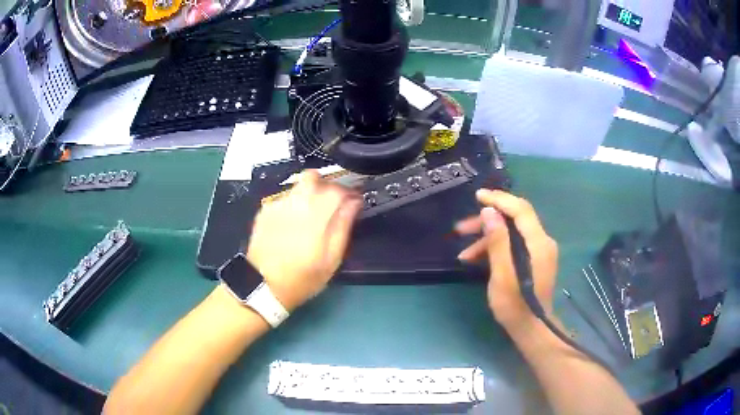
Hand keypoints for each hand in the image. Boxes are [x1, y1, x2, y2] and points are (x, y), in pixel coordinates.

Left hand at [246, 170, 362, 311]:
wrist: (263, 285)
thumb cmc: (303, 277)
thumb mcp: (332, 259)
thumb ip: (343, 226)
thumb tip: (354, 203)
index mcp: (317, 214)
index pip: (338, 189)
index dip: (349, 193)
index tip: (353, 203)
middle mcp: (296, 202)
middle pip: (314, 176)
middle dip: (326, 185)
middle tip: (331, 203)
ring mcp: (278, 204)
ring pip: (298, 185)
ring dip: (309, 193)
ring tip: (310, 215)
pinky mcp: (265, 210)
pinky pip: (284, 197)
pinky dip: (293, 204)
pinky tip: (292, 223)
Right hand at [455, 190, 557, 328]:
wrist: (530, 328)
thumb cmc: (515, 305)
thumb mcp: (502, 274)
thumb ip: (498, 241)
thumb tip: (489, 212)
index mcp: (538, 243)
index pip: (520, 210)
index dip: (499, 199)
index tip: (477, 196)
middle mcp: (542, 241)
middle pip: (515, 219)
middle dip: (487, 221)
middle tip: (461, 228)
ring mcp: (539, 250)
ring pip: (512, 232)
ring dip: (488, 238)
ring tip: (464, 252)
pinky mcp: (533, 259)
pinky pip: (513, 244)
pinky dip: (496, 248)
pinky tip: (476, 259)